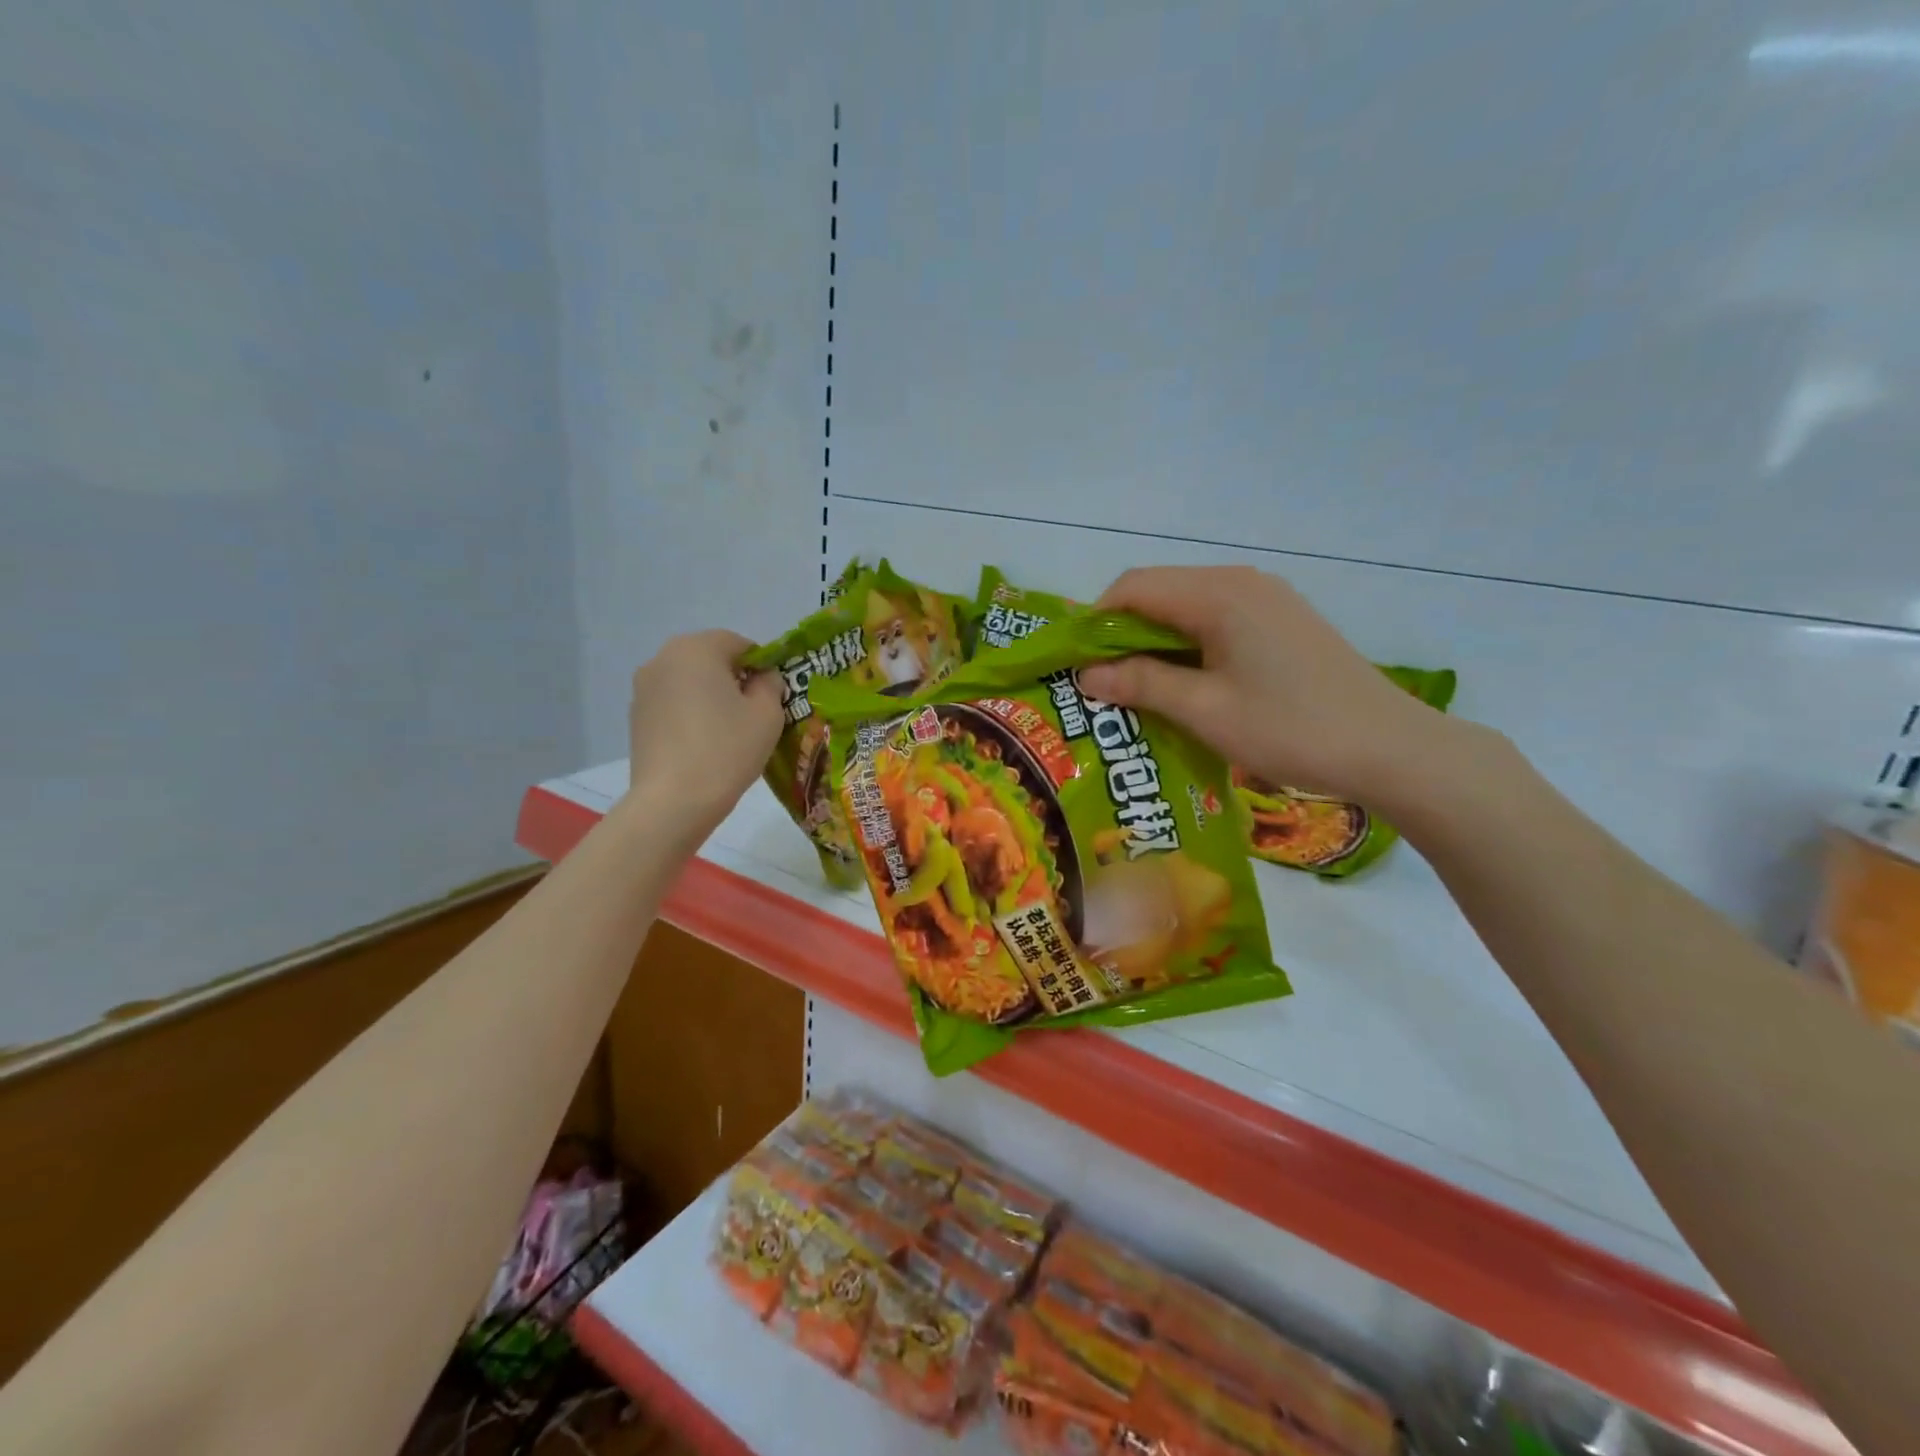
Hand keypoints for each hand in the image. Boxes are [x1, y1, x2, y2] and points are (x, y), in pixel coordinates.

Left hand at [623, 630, 783, 831]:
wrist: (673, 801)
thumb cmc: (727, 749)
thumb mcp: (768, 714)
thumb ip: (770, 685)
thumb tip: (762, 678)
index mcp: (697, 648)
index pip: (739, 643)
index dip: (762, 666)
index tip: (773, 695)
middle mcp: (663, 658)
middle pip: (710, 659)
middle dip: (734, 679)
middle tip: (754, 713)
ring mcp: (644, 688)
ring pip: (690, 682)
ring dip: (711, 696)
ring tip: (728, 732)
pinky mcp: (636, 717)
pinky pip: (673, 703)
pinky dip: (691, 714)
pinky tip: (704, 744)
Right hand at [1078, 566, 1459, 808]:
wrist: (1390, 748)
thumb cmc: (1290, 728)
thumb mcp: (1205, 710)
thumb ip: (1142, 684)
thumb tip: (1085, 674)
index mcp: (1218, 594)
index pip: (1133, 587)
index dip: (1095, 621)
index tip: (1078, 665)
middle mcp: (1240, 582)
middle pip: (1158, 591)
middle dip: (1122, 632)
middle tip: (1103, 683)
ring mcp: (1266, 598)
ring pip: (1186, 606)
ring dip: (1154, 641)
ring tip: (1139, 688)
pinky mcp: (1281, 620)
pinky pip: (1215, 619)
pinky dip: (1187, 644)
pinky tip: (1186, 683)